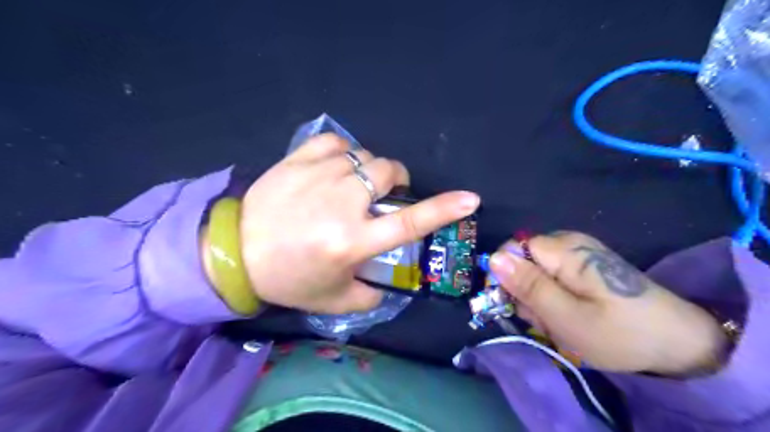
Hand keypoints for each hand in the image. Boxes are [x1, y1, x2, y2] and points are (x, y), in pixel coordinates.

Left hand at [235, 134, 479, 313]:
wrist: (234, 252)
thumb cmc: (287, 278)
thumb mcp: (334, 298)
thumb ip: (370, 294)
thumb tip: (389, 283)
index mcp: (352, 240)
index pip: (409, 223)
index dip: (443, 209)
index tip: (470, 198)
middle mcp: (341, 203)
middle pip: (389, 172)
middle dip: (396, 181)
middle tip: (383, 195)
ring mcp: (319, 175)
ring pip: (365, 156)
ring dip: (370, 170)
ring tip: (354, 185)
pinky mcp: (298, 159)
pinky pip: (335, 142)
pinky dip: (344, 152)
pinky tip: (336, 166)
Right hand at [489, 231, 728, 375]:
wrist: (678, 341)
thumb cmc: (620, 333)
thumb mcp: (567, 317)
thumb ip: (528, 286)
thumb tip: (493, 258)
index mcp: (564, 250)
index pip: (511, 249)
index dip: (507, 276)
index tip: (519, 305)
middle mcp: (568, 243)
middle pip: (522, 261)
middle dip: (525, 292)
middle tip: (547, 319)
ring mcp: (577, 253)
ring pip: (534, 272)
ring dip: (539, 299)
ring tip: (561, 321)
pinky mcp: (583, 265)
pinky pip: (551, 277)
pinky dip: (553, 298)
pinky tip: (569, 315)